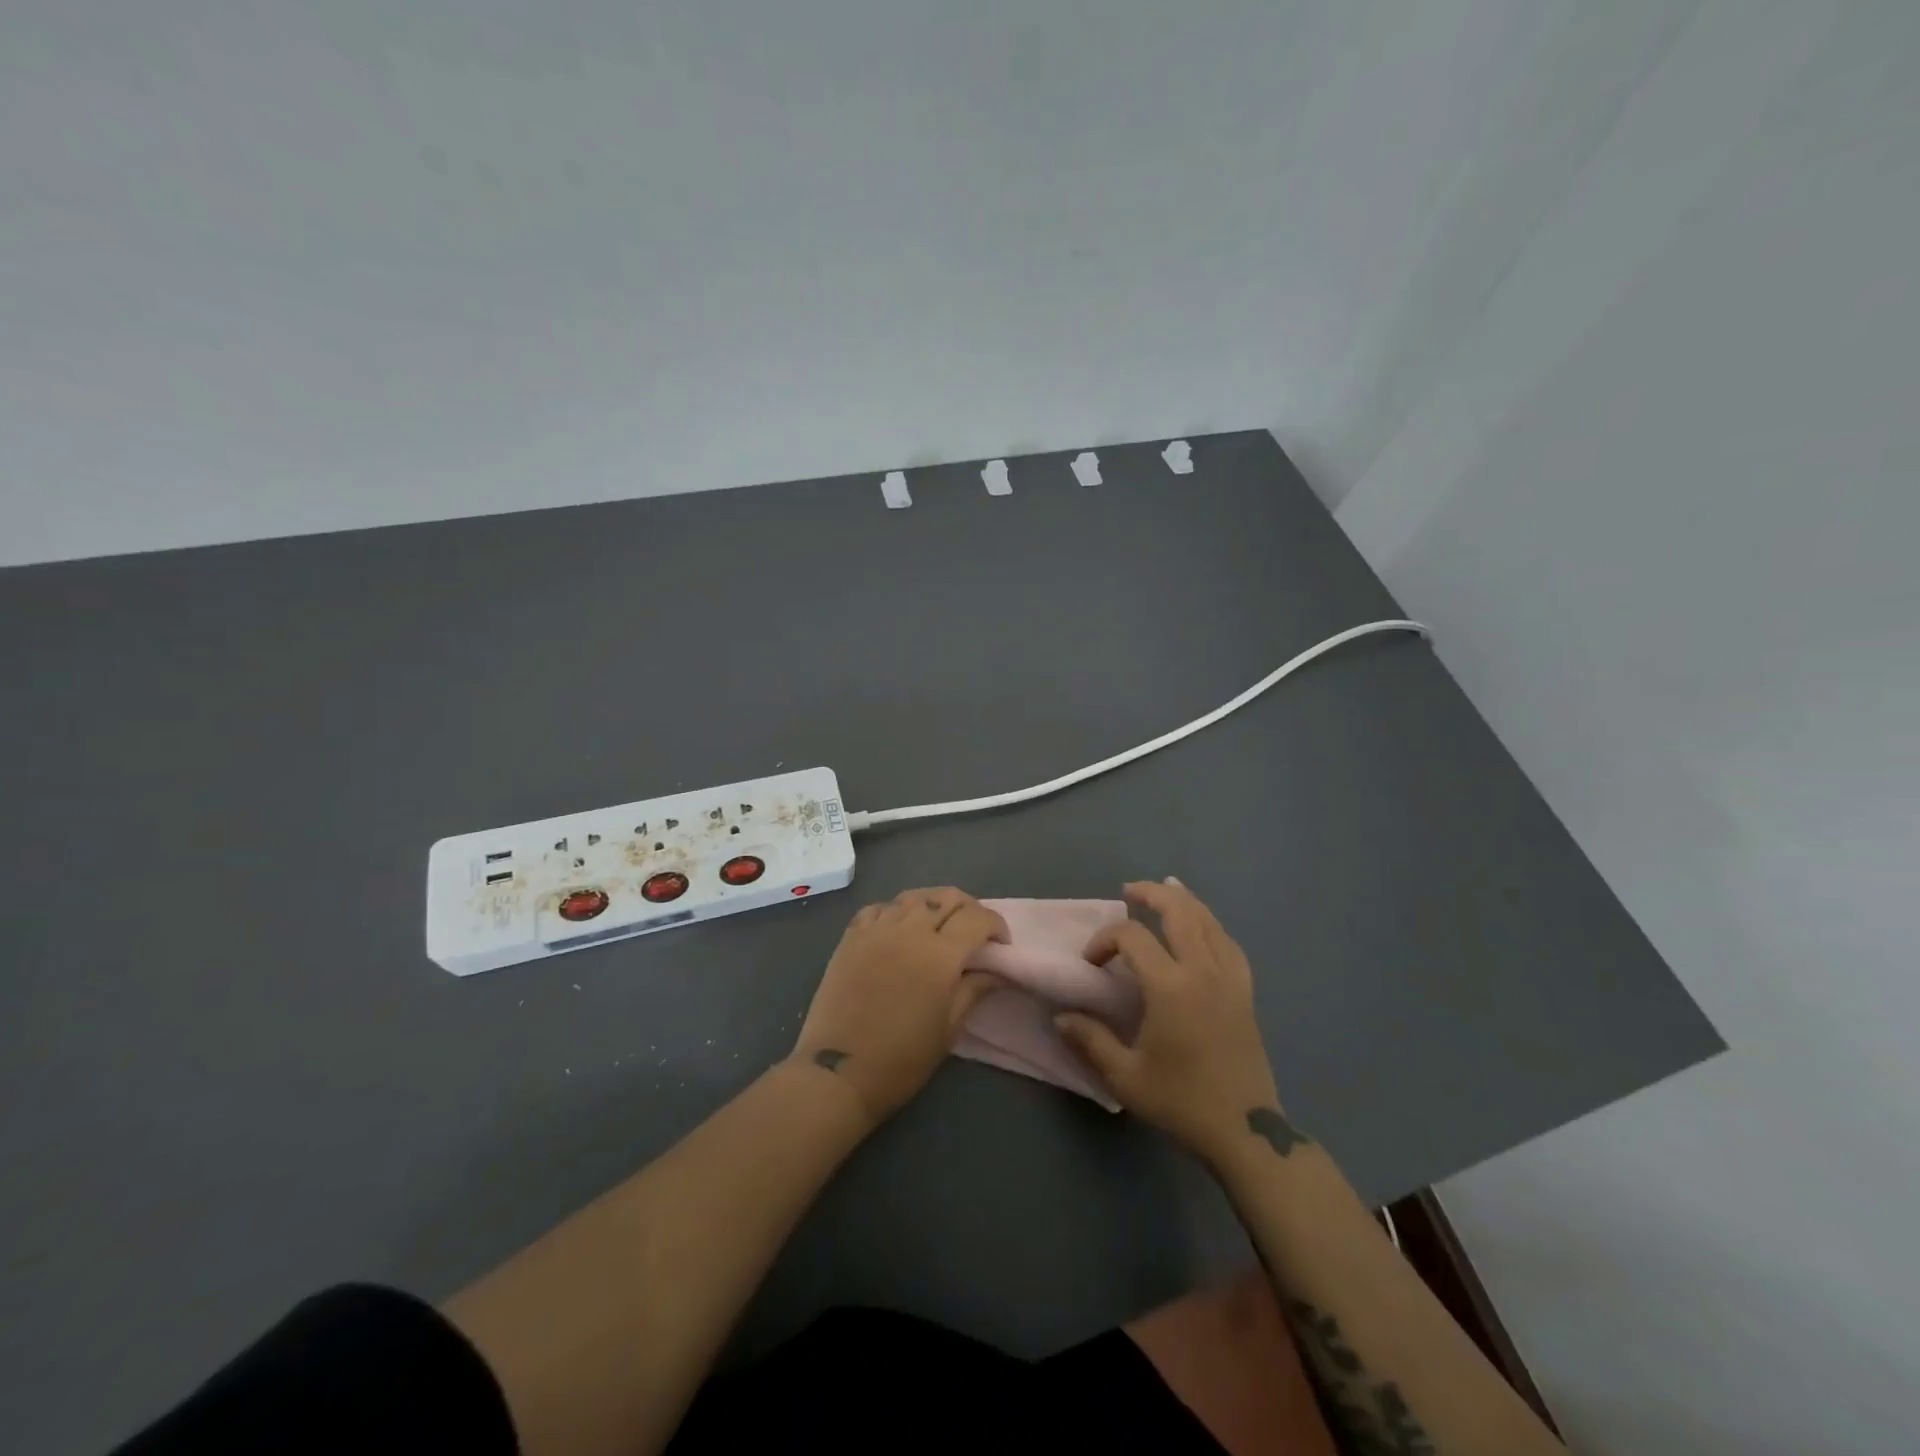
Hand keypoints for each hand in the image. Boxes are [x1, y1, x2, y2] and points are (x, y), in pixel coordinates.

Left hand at [792, 887, 1007, 1124]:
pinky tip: (900, 930)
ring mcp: (876, 930)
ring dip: (934, 905)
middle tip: (974, 932)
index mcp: (939, 955)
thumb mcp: (948, 1029)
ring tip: (939, 926)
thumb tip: (995, 971)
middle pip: (947, 897)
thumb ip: (973, 990)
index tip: (1000, 945)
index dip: (996, 925)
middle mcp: (909, 931)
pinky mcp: (851, 936)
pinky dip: (897, 911)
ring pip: (913, 897)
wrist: (838, 1072)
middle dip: (969, 908)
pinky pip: (880, 908)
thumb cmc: (901, 1058)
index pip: (977, 918)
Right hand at [1055, 879, 1284, 1165]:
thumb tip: (1061, 1017)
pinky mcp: (1245, 993)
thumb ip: (1091, 1040)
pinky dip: (1212, 926)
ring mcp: (1230, 979)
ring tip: (1167, 890)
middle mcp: (1203, 971)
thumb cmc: (1181, 1102)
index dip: (1105, 940)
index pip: (1133, 937)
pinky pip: (1229, 944)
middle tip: (1128, 891)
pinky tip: (1204, 928)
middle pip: (1180, 912)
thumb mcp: (1126, 1076)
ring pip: (1209, 922)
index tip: (1091, 963)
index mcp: (1171, 986)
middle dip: (1151, 895)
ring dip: (1185, 902)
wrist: (1245, 1132)